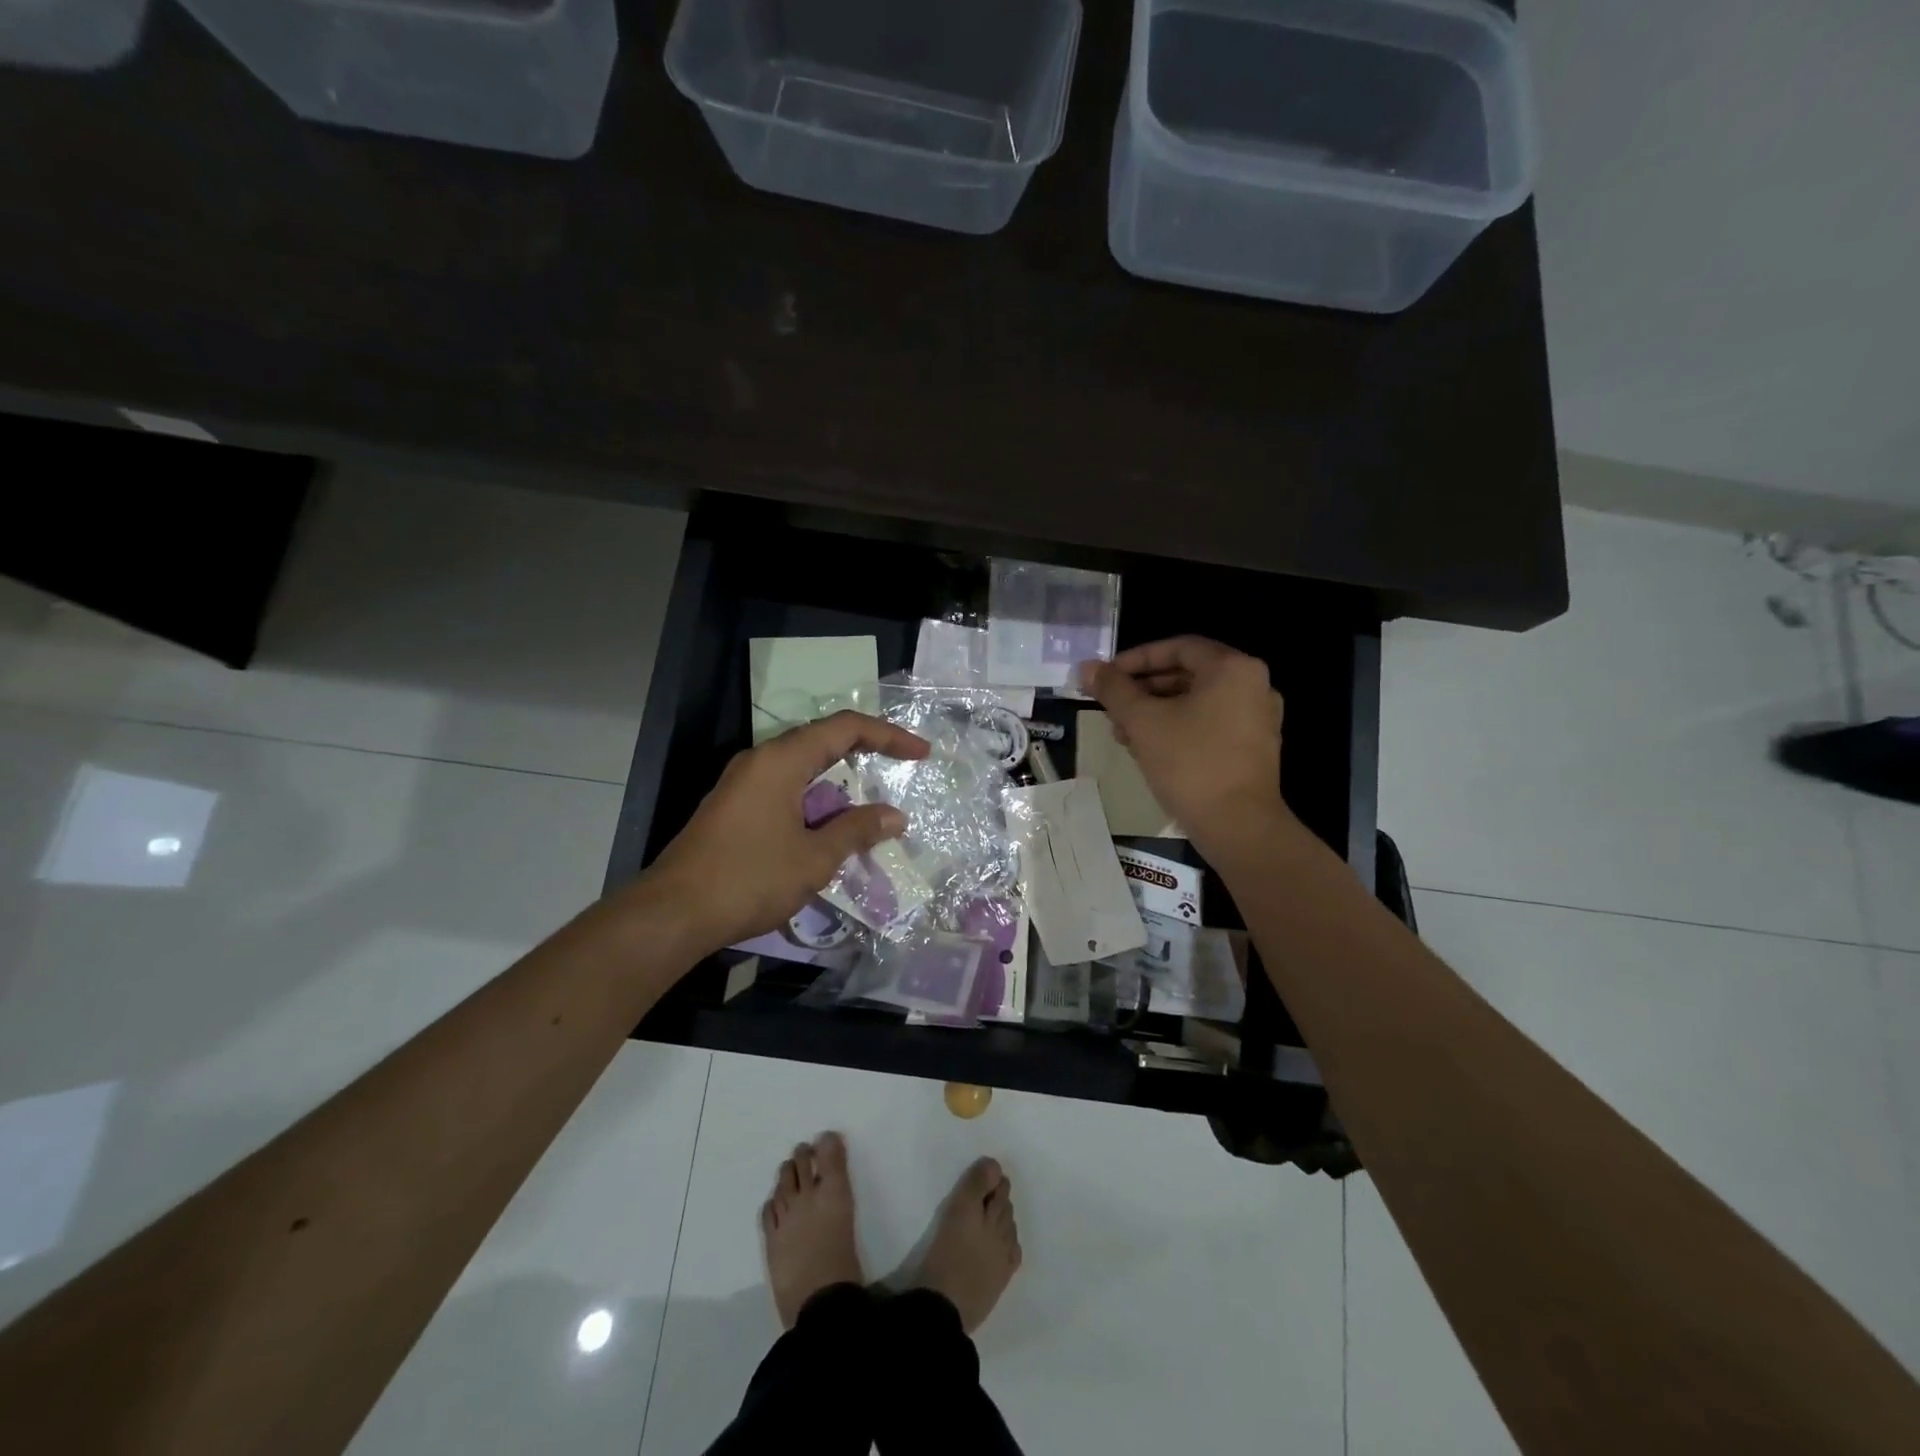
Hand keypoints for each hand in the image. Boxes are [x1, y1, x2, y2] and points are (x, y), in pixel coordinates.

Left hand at [644, 711, 930, 954]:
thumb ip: (857, 830)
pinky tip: (827, 827)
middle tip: (899, 769)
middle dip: (864, 753)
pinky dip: (814, 800)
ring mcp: (741, 784)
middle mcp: (760, 761)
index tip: (921, 754)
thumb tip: (894, 816)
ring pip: (801, 768)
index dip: (888, 736)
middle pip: (821, 741)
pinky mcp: (732, 808)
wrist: (673, 914)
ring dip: (838, 782)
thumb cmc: (750, 878)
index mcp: (781, 760)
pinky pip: (784, 789)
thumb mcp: (814, 857)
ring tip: (868, 806)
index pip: (845, 728)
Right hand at [1079, 637, 1291, 856]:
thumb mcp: (1143, 721)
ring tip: (1123, 733)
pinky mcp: (1254, 747)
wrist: (1238, 826)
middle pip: (1188, 674)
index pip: (1178, 647)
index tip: (1107, 676)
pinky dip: (1179, 727)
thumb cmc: (1190, 763)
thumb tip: (1087, 667)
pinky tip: (1149, 749)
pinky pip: (1210, 723)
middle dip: (1143, 689)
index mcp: (1233, 668)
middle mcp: (1253, 685)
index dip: (1136, 659)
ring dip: (1156, 711)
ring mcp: (1258, 718)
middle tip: (1111, 706)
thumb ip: (1113, 689)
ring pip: (1197, 701)